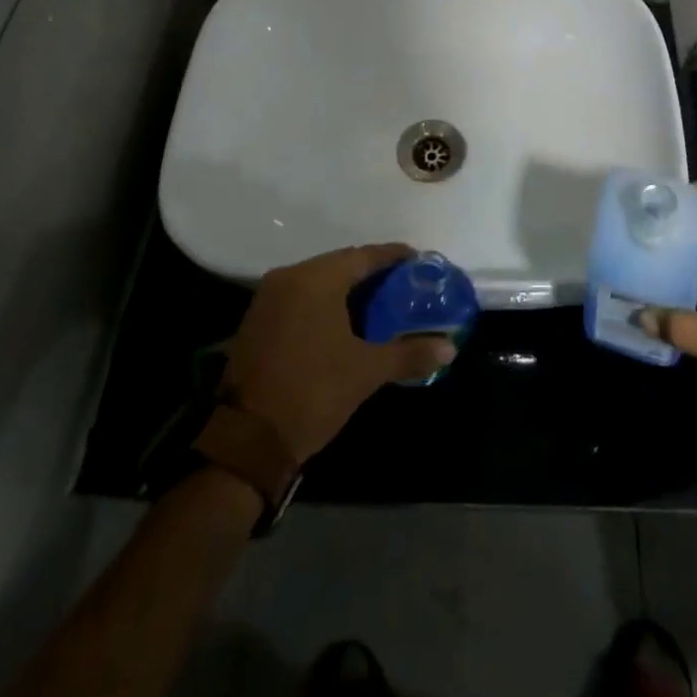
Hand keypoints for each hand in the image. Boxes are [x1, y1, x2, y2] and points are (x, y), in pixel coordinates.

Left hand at [224, 244, 456, 461]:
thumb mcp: (367, 372)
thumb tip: (450, 347)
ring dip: (348, 288)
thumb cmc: (313, 393)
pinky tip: (345, 319)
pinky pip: (300, 296)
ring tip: (380, 303)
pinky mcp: (257, 319)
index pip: (364, 255)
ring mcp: (269, 297)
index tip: (419, 262)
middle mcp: (290, 276)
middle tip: (404, 286)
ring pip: (319, 280)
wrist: (247, 441)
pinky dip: (325, 301)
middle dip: (373, 273)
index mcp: (316, 278)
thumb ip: (409, 353)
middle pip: (341, 264)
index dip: (394, 257)